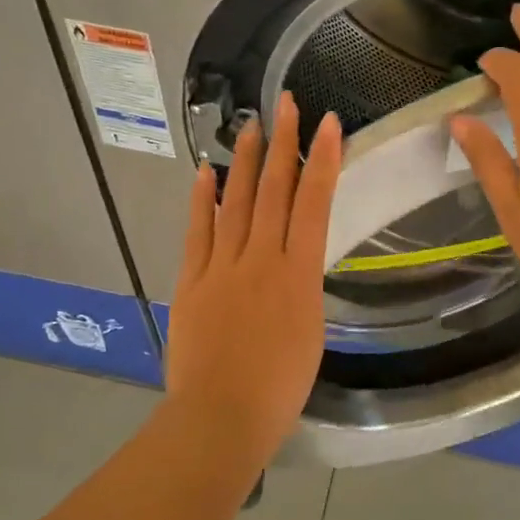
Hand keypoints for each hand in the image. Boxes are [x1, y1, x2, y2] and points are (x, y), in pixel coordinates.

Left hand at [166, 93, 342, 458]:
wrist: (221, 416)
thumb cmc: (279, 388)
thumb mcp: (310, 334)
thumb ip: (301, 289)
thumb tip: (294, 262)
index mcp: (298, 275)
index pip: (313, 204)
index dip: (322, 159)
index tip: (328, 123)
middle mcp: (260, 259)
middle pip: (274, 191)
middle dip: (282, 143)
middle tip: (285, 103)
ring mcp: (221, 267)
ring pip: (236, 202)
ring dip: (244, 161)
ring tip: (250, 125)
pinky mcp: (191, 281)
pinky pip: (198, 232)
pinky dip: (202, 200)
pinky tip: (206, 173)